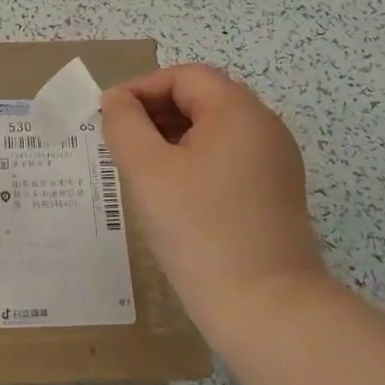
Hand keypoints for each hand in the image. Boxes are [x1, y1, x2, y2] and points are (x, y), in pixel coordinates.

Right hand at [99, 64, 324, 330]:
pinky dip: (195, 162)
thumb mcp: (147, 170)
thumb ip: (124, 124)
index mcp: (239, 111)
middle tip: (120, 143)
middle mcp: (265, 127)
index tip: (108, 118)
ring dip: (173, 138)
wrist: (266, 308)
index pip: (184, 76)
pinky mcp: (275, 193)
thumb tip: (117, 100)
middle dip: (156, 112)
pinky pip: (228, 159)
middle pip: (202, 98)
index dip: (141, 88)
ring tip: (141, 169)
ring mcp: (275, 161)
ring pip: (214, 130)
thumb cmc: (200, 229)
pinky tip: (172, 194)